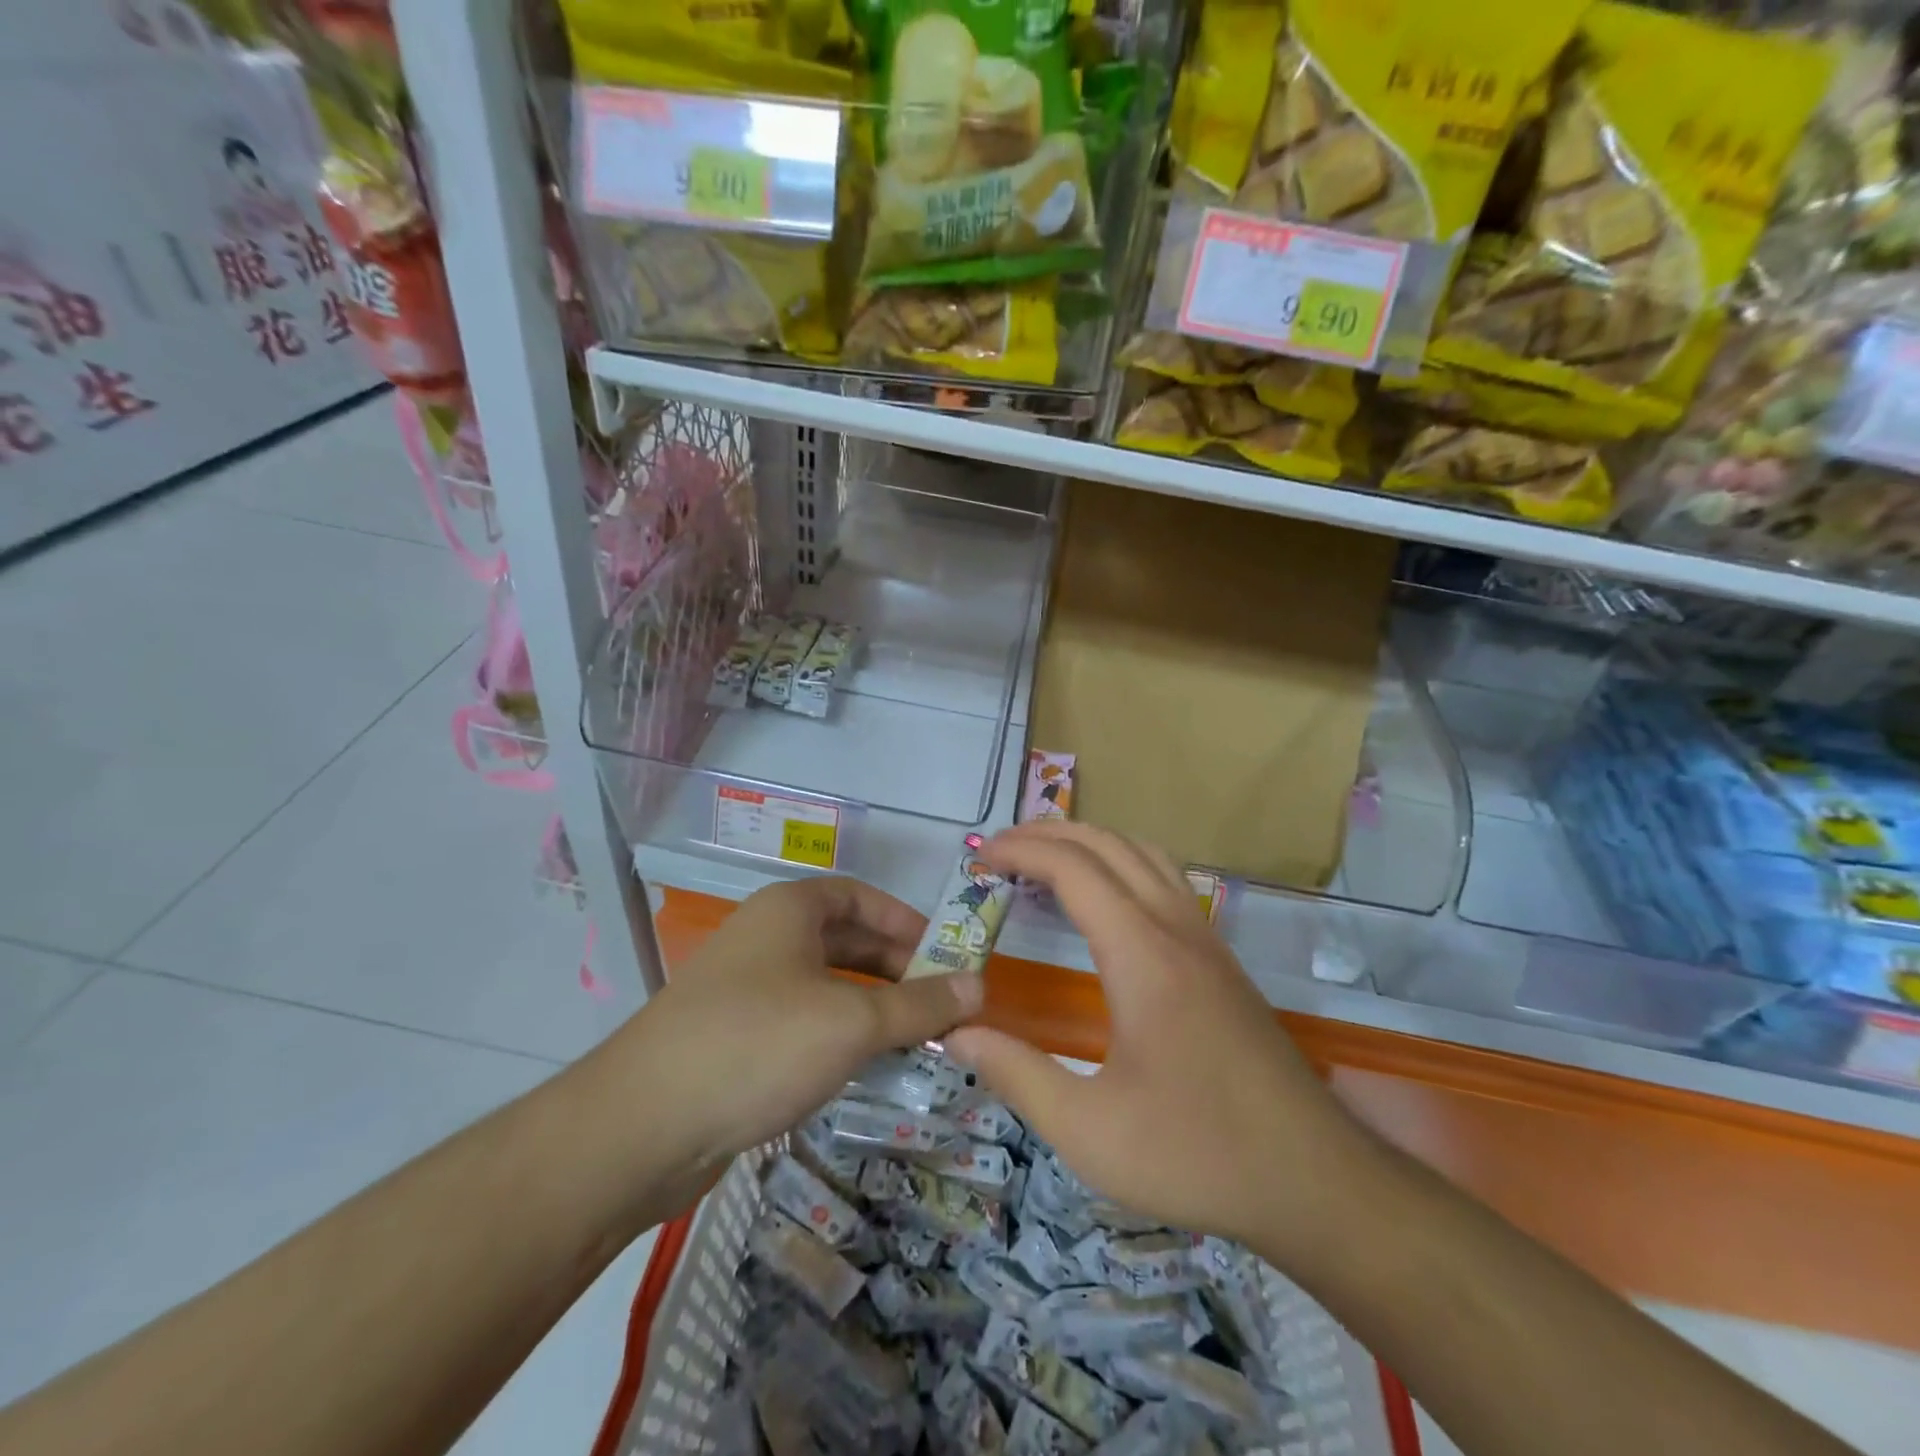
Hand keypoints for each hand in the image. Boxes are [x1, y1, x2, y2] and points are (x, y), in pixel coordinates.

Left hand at [618, 877, 982, 1174]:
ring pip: (826, 986)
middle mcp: (767, 938)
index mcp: (790, 911)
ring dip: (873, 1008)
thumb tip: (980, 987)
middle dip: (897, 970)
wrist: (642, 1125)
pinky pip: (803, 1022)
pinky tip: (865, 1068)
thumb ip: (920, 1005)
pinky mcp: (735, 1037)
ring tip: (917, 1040)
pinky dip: (840, 1036)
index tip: (947, 956)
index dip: (908, 922)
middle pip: (847, 941)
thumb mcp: (852, 1021)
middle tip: (943, 1005)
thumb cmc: (759, 1044)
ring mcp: (746, 989)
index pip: (862, 898)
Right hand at [945, 822, 1374, 1262]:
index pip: (1073, 869)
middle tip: (999, 850)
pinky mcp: (1221, 959)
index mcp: (1141, 954)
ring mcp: (1206, 939)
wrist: (1316, 1180)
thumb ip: (1016, 1074)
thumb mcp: (1088, 1130)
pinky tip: (1105, 900)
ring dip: (1089, 842)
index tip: (979, 859)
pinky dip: (1121, 863)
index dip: (1020, 851)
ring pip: (1143, 853)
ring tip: (1045, 860)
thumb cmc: (1197, 1154)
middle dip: (1048, 833)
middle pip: (1108, 844)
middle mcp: (1176, 928)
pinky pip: (1166, 879)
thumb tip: (956, 1031)